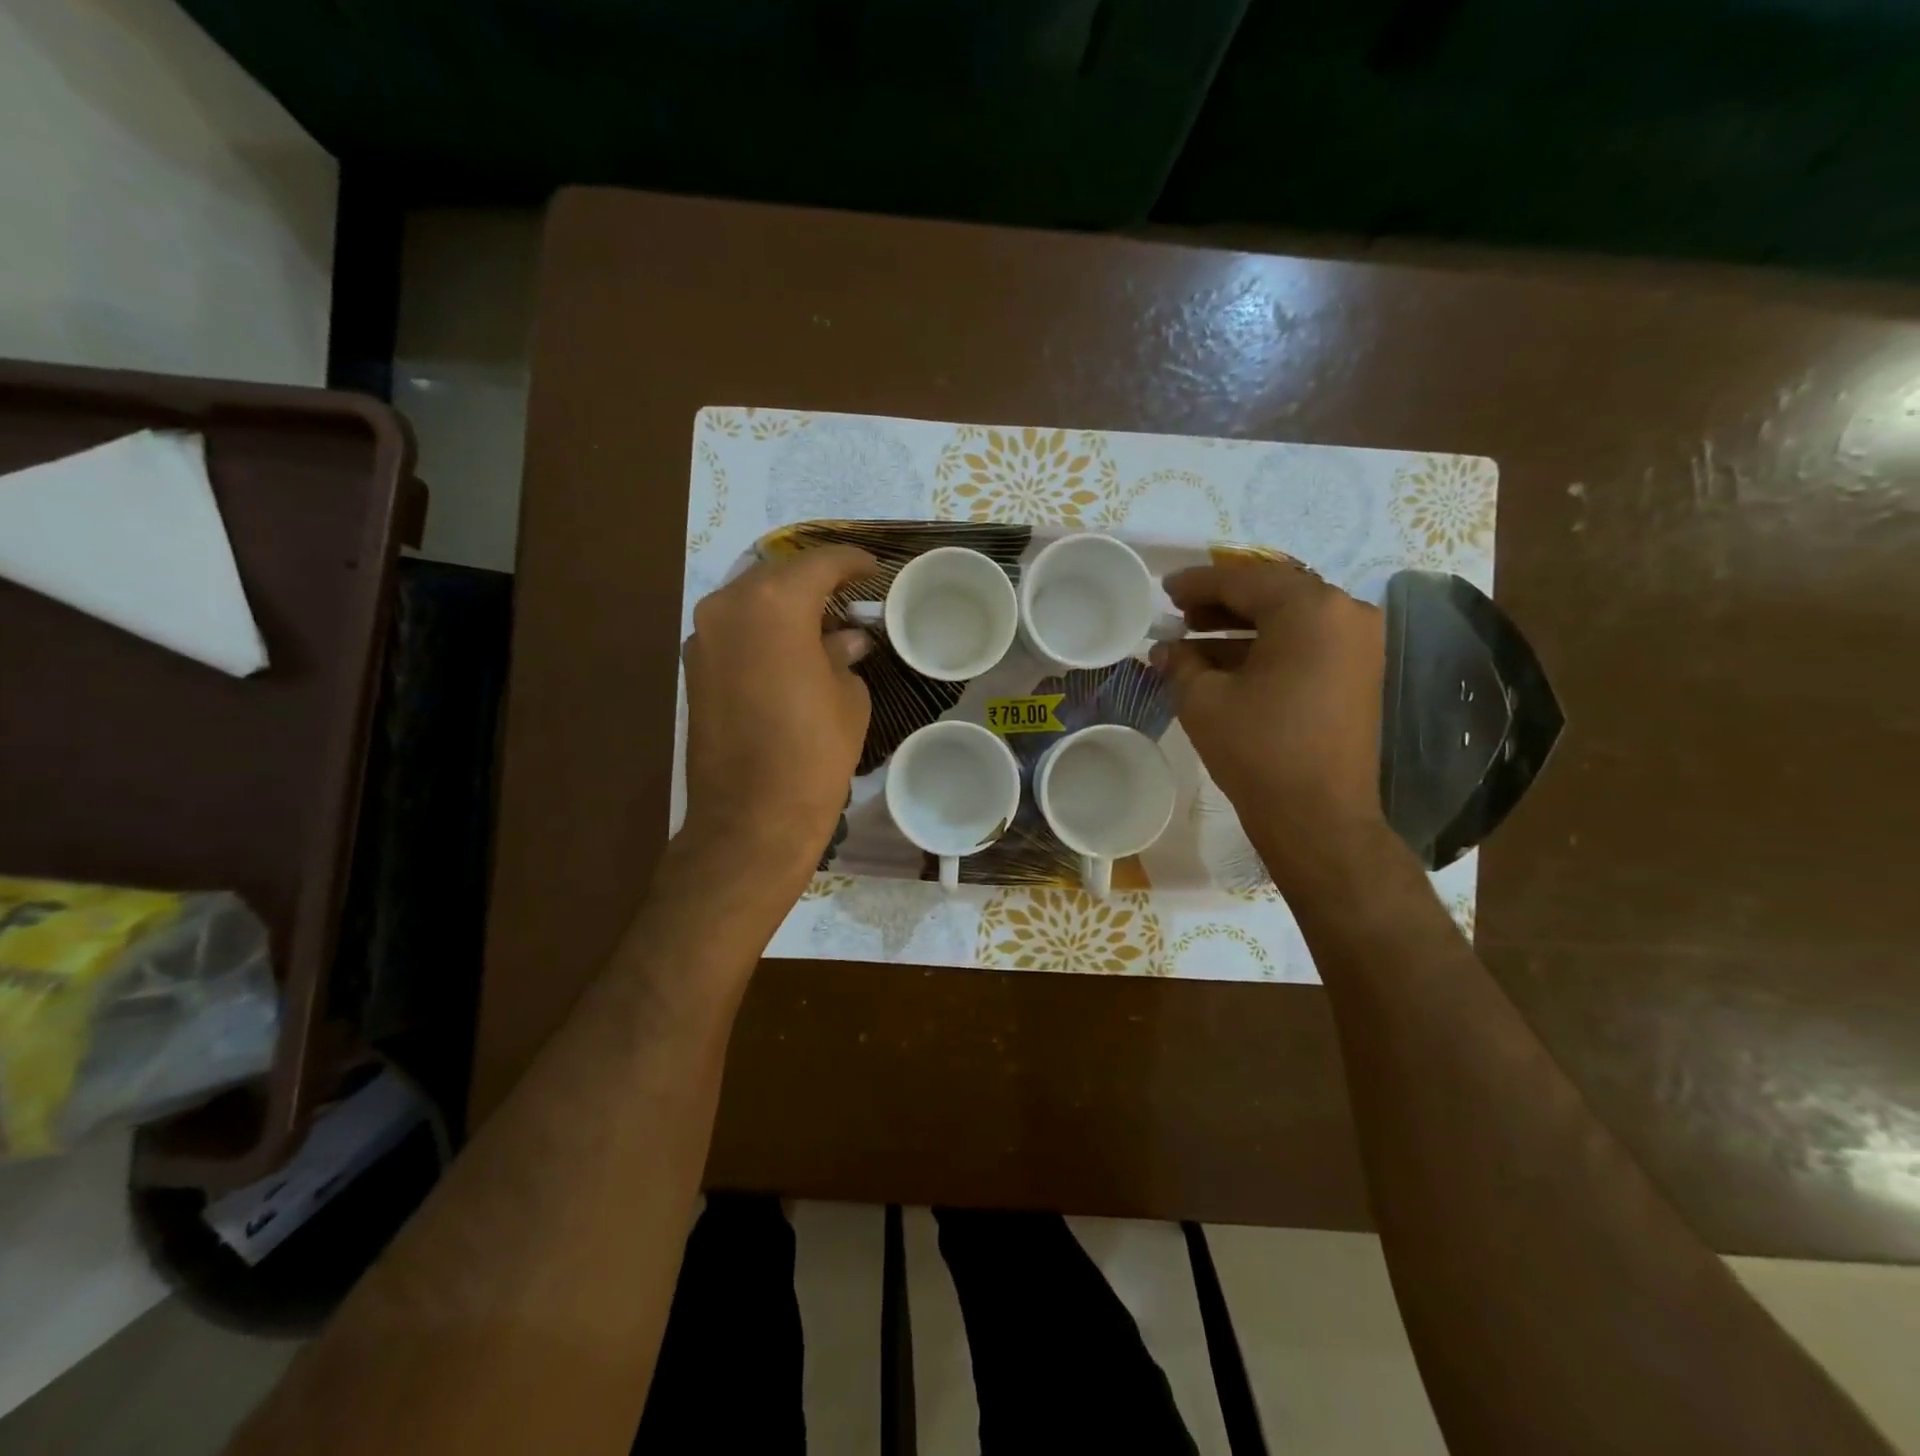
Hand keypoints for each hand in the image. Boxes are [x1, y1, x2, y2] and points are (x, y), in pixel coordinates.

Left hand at [680, 546, 877, 892]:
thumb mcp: (847, 698)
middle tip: (849, 595)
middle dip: (815, 579)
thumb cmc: (814, 754)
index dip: (851, 561)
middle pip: (778, 574)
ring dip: (785, 603)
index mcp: (775, 605)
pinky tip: (789, 650)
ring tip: (821, 622)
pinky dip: (762, 629)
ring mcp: (703, 637)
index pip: (818, 563)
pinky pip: (734, 629)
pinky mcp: (694, 667)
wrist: (751, 818)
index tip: (873, 569)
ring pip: (751, 599)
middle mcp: (729, 607)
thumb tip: (846, 640)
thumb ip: (843, 655)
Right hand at [1153, 556, 1388, 895]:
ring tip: (1194, 640)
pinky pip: (1307, 642)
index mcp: (1309, 609)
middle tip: (1180, 614)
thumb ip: (1180, 662)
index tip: (1164, 589)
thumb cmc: (1258, 750)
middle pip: (1272, 593)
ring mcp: (1359, 644)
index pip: (1243, 581)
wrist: (1318, 817)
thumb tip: (1165, 649)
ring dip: (1242, 626)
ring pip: (1290, 618)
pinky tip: (1226, 663)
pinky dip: (1267, 646)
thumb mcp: (1203, 700)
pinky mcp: (1359, 672)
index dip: (1198, 583)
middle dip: (1221, 602)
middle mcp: (1345, 614)